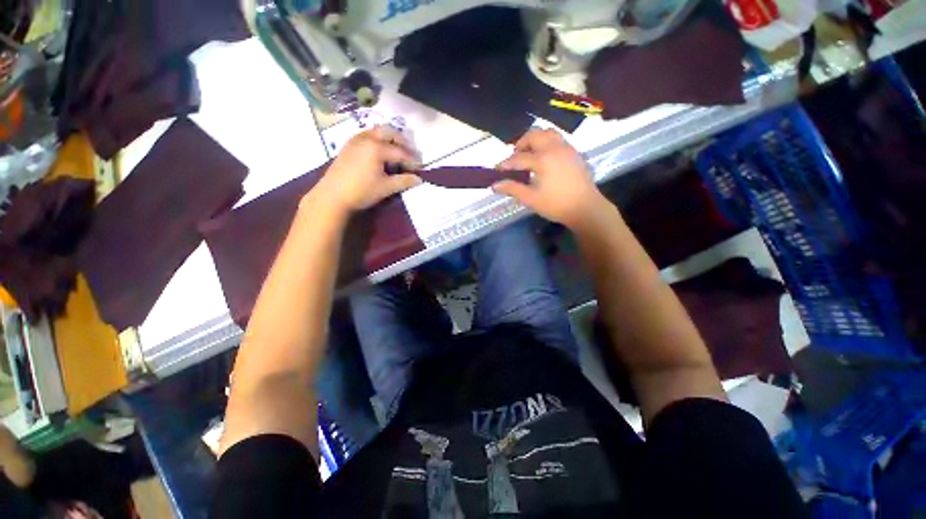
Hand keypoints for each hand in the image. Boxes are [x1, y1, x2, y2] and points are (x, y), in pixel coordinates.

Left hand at [312, 126, 421, 213]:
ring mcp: (355, 140)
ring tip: (397, 152)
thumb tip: (419, 179)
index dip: (412, 160)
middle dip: (402, 141)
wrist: (332, 196)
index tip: (420, 168)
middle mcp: (366, 138)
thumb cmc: (361, 191)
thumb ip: (404, 181)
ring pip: (376, 131)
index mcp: (377, 147)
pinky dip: (378, 140)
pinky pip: (367, 136)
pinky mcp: (348, 146)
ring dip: (390, 138)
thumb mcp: (386, 188)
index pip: (400, 152)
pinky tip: (380, 153)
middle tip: (410, 154)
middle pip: (389, 132)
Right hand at [493, 129, 606, 228]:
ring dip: (535, 140)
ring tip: (529, 154)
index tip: (497, 170)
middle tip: (514, 157)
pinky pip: (558, 140)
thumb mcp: (531, 199)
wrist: (586, 208)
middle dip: (521, 143)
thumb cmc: (556, 205)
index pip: (518, 158)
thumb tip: (494, 185)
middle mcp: (554, 148)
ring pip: (548, 134)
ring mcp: (567, 148)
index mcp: (542, 159)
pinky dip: (547, 143)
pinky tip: (545, 158)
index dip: (505, 164)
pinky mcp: (575, 153)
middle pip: (534, 135)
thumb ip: (512, 189)